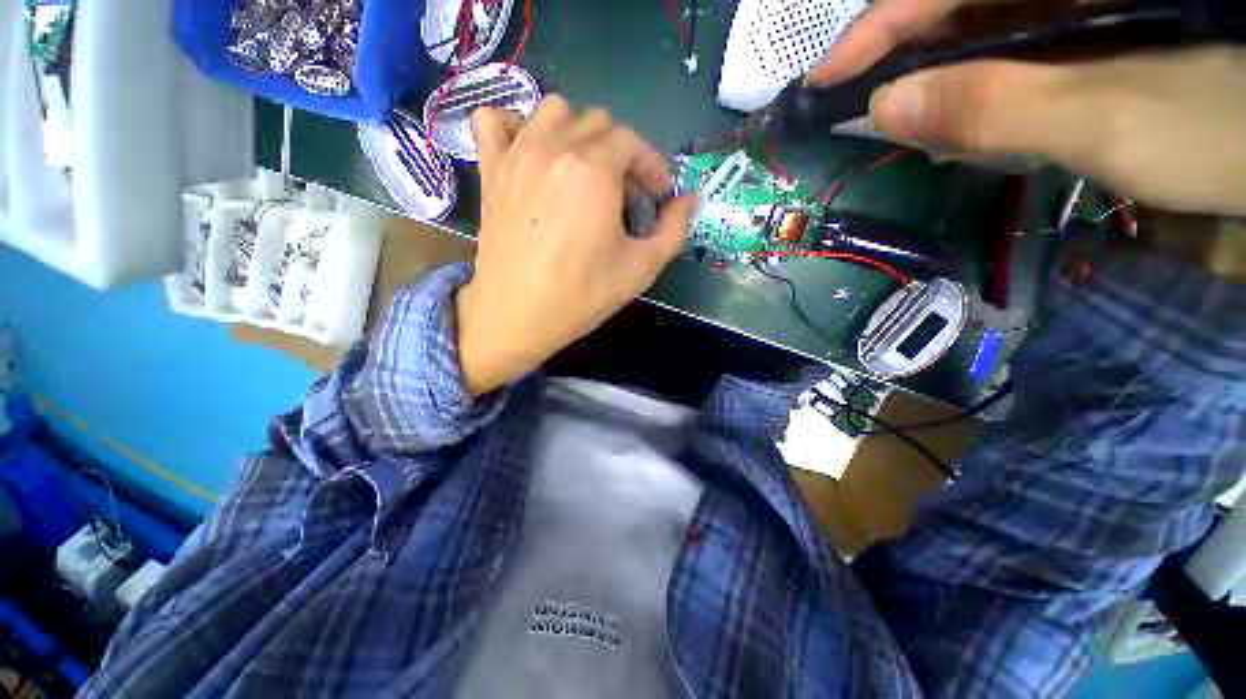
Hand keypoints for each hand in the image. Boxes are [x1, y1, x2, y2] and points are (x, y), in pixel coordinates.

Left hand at [455, 97, 696, 396]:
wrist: (517, 316)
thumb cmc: (582, 295)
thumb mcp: (641, 268)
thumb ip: (674, 230)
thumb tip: (690, 201)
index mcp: (594, 170)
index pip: (634, 143)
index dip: (653, 168)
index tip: (658, 198)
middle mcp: (555, 147)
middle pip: (599, 123)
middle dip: (622, 155)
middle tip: (625, 195)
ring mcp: (517, 154)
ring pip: (553, 111)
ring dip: (577, 133)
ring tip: (584, 173)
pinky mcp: (491, 170)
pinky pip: (494, 120)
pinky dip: (515, 126)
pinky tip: (530, 153)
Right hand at [809, 0, 1245, 215]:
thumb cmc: (1225, 128)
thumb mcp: (1109, 120)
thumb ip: (994, 107)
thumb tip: (888, 109)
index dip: (874, 33)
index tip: (822, 83)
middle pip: (958, 7)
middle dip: (906, 62)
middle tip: (863, 114)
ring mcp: (1082, 5)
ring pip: (986, 30)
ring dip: (943, 79)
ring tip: (911, 125)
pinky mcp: (1098, 29)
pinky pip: (1022, 46)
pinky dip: (988, 83)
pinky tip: (973, 116)